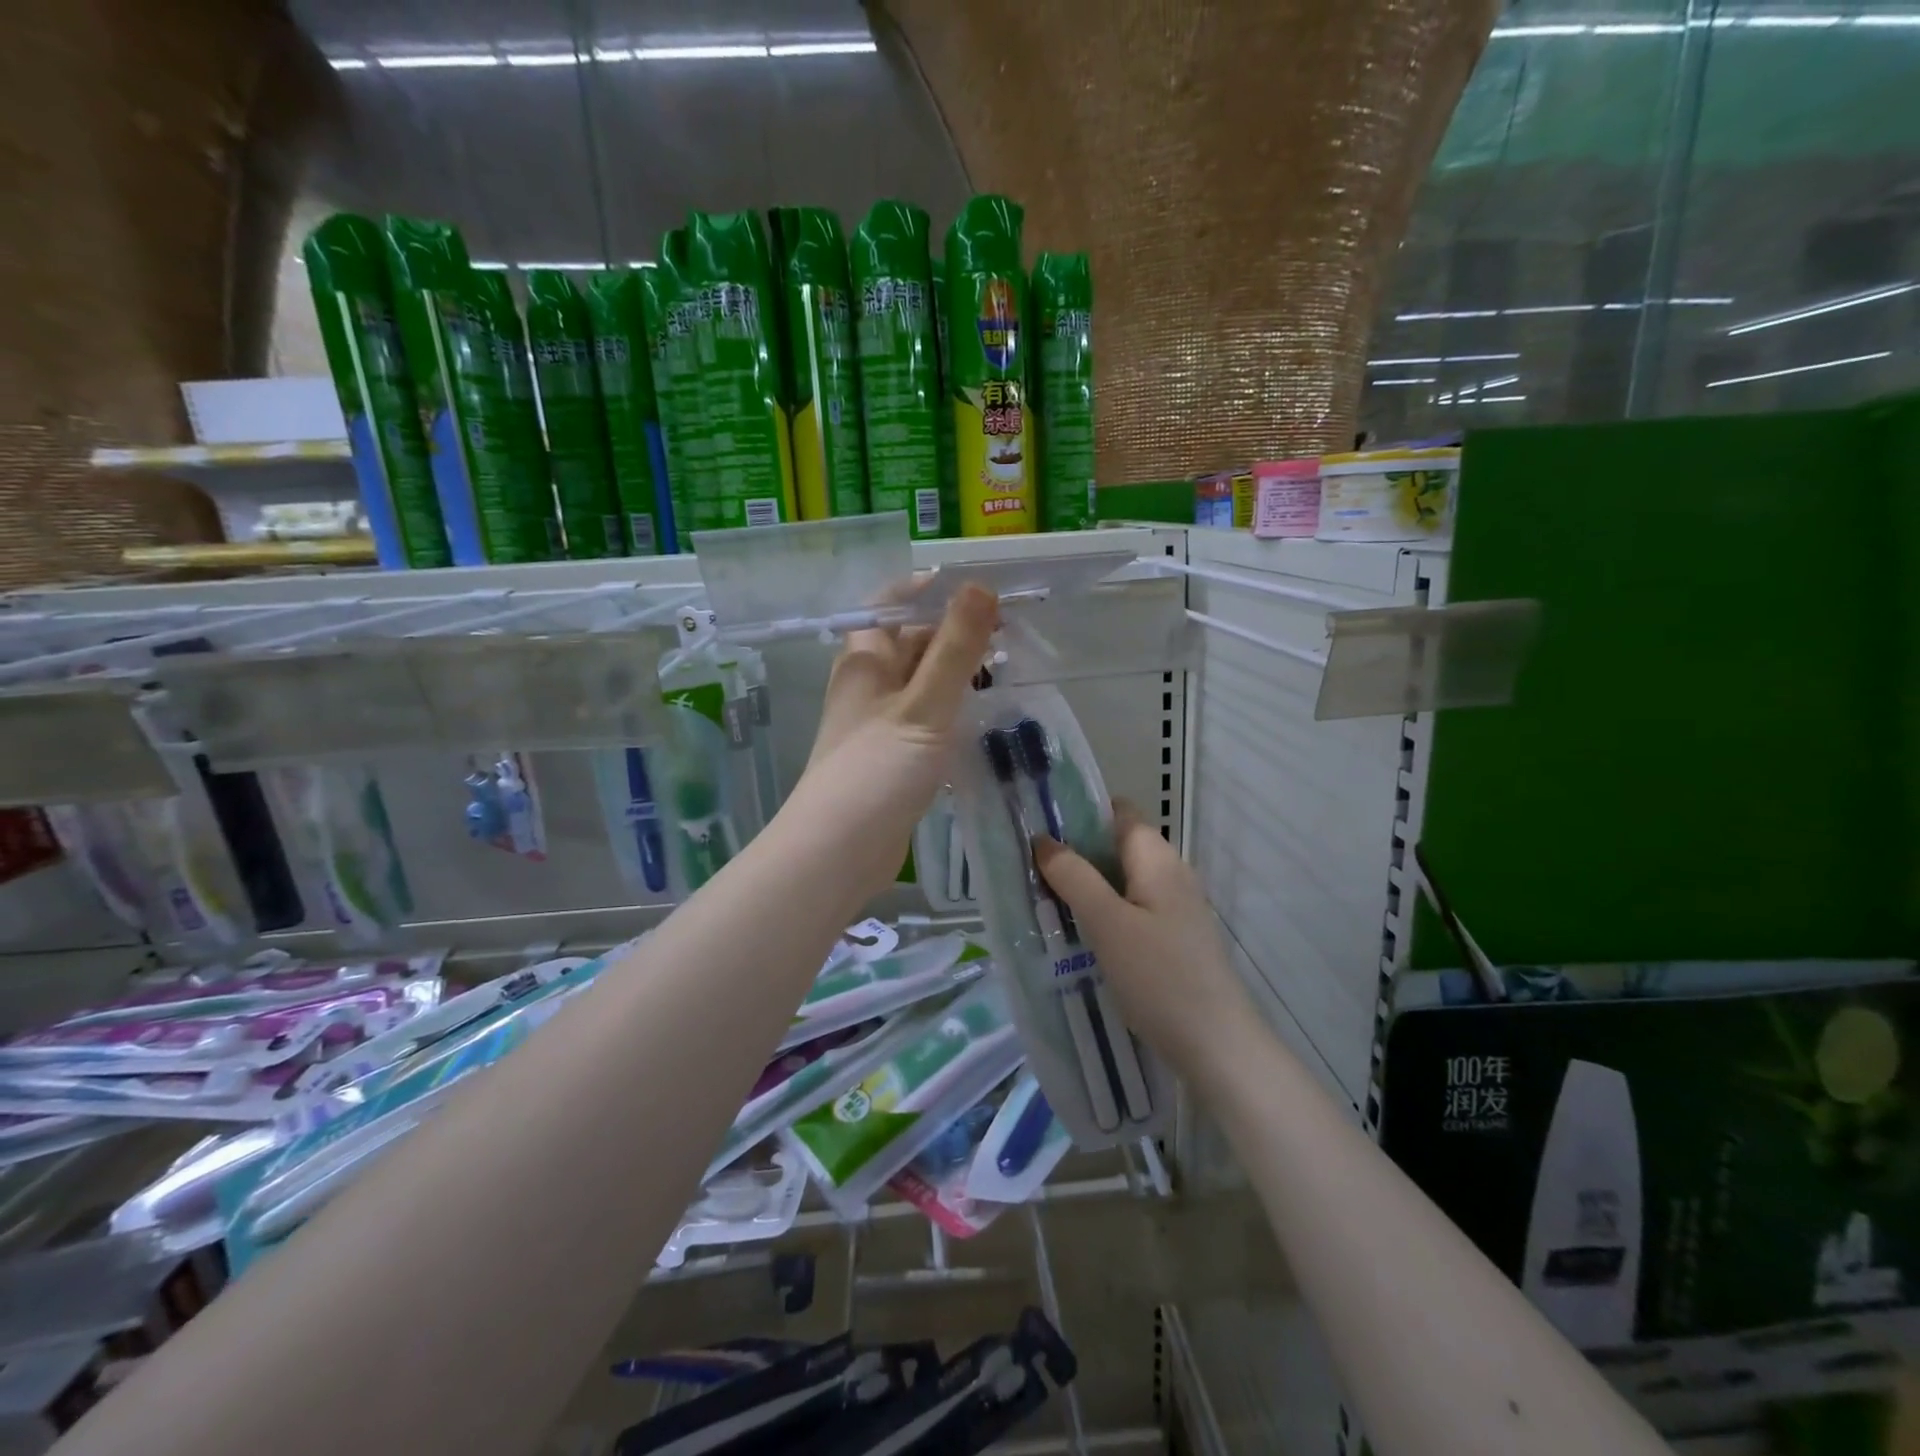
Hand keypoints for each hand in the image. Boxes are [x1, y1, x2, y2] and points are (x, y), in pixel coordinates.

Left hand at [781, 585, 998, 904]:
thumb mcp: (924, 704)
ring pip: (921, 681)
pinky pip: (924, 717)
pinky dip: (951, 708)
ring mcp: (879, 721)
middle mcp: (868, 684)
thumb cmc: (878, 769)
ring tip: (1006, 666)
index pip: (889, 603)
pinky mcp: (892, 755)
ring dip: (956, 671)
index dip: (927, 589)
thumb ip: (954, 648)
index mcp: (865, 659)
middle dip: (954, 631)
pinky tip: (981, 714)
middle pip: (910, 640)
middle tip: (1009, 630)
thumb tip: (979, 585)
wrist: (839, 851)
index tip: (975, 589)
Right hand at [1033, 805, 1253, 1076]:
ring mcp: (1178, 908)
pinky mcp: (1176, 939)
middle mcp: (1172, 874)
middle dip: (1079, 853)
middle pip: (1120, 846)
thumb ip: (1074, 877)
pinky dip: (1107, 912)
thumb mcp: (1107, 923)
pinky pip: (1134, 909)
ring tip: (1048, 901)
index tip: (1042, 827)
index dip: (1082, 811)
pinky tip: (1083, 935)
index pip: (1120, 812)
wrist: (1217, 1045)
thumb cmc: (1159, 976)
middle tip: (1034, 870)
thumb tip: (1044, 839)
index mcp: (1158, 859)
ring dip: (1090, 885)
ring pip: (1124, 881)